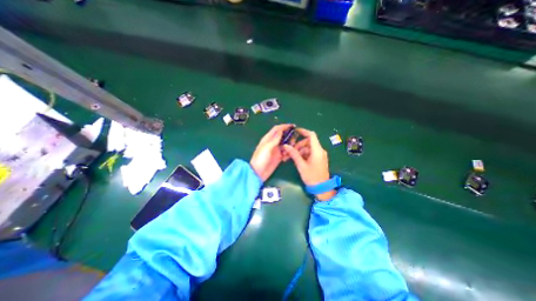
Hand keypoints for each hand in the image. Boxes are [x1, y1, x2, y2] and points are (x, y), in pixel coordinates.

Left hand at [250, 123, 292, 180]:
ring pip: (285, 144)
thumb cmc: (260, 158)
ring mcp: (276, 150)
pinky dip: (288, 153)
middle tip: (293, 140)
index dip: (284, 126)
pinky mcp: (278, 157)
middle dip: (289, 136)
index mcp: (268, 139)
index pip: (277, 129)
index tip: (293, 126)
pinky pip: (286, 152)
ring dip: (289, 145)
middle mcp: (272, 143)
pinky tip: (288, 156)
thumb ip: (274, 139)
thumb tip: (281, 130)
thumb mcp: (267, 147)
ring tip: (292, 148)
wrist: (258, 173)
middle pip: (282, 136)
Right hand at [285, 128, 332, 200]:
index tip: (295, 131)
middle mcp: (320, 151)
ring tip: (293, 157)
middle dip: (299, 145)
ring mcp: (320, 155)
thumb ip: (294, 154)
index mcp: (317, 151)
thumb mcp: (301, 165)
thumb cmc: (312, 177)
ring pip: (308, 148)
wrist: (321, 188)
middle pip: (308, 142)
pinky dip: (304, 154)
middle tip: (291, 151)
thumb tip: (286, 146)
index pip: (311, 136)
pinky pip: (310, 153)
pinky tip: (298, 160)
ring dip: (300, 150)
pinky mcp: (319, 159)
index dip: (303, 131)